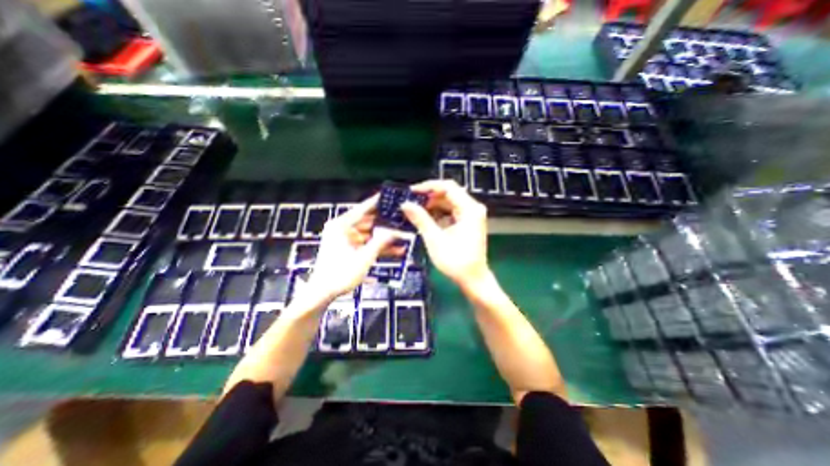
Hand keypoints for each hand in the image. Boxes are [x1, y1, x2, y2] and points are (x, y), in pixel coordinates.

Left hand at [306, 195, 399, 300]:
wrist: (323, 293)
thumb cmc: (340, 273)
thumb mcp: (364, 257)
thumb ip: (380, 242)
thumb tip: (394, 231)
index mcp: (341, 225)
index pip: (363, 209)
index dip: (377, 203)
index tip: (390, 197)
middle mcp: (342, 229)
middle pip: (368, 222)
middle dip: (385, 224)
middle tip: (401, 221)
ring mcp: (345, 239)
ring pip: (369, 234)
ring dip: (384, 238)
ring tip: (402, 238)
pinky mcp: (348, 249)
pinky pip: (365, 244)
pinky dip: (377, 247)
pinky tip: (394, 251)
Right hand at [400, 180, 486, 288]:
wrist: (473, 280)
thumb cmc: (456, 261)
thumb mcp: (435, 239)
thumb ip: (420, 219)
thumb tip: (405, 204)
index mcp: (469, 209)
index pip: (448, 187)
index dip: (428, 186)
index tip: (412, 191)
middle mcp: (473, 208)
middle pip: (449, 194)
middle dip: (429, 197)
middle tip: (411, 202)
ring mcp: (471, 216)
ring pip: (449, 203)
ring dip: (432, 206)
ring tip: (415, 211)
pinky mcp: (468, 223)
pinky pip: (451, 212)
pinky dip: (438, 214)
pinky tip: (426, 219)